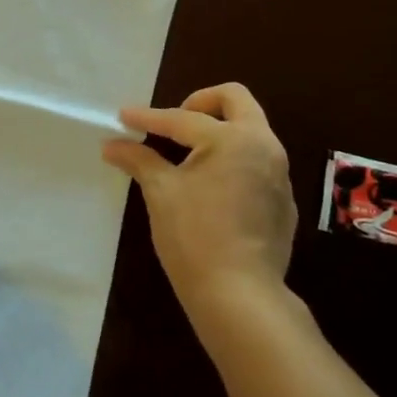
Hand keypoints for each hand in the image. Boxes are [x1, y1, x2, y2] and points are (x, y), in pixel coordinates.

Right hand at [103, 83, 296, 324]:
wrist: (240, 296)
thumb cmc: (194, 237)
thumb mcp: (161, 193)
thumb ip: (139, 160)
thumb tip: (112, 145)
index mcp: (234, 138)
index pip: (183, 119)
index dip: (149, 118)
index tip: (123, 116)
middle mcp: (265, 146)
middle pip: (236, 101)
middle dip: (201, 102)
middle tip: (174, 123)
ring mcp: (280, 174)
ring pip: (251, 132)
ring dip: (219, 132)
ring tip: (188, 155)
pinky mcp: (284, 202)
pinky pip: (257, 164)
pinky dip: (233, 162)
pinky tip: (212, 189)